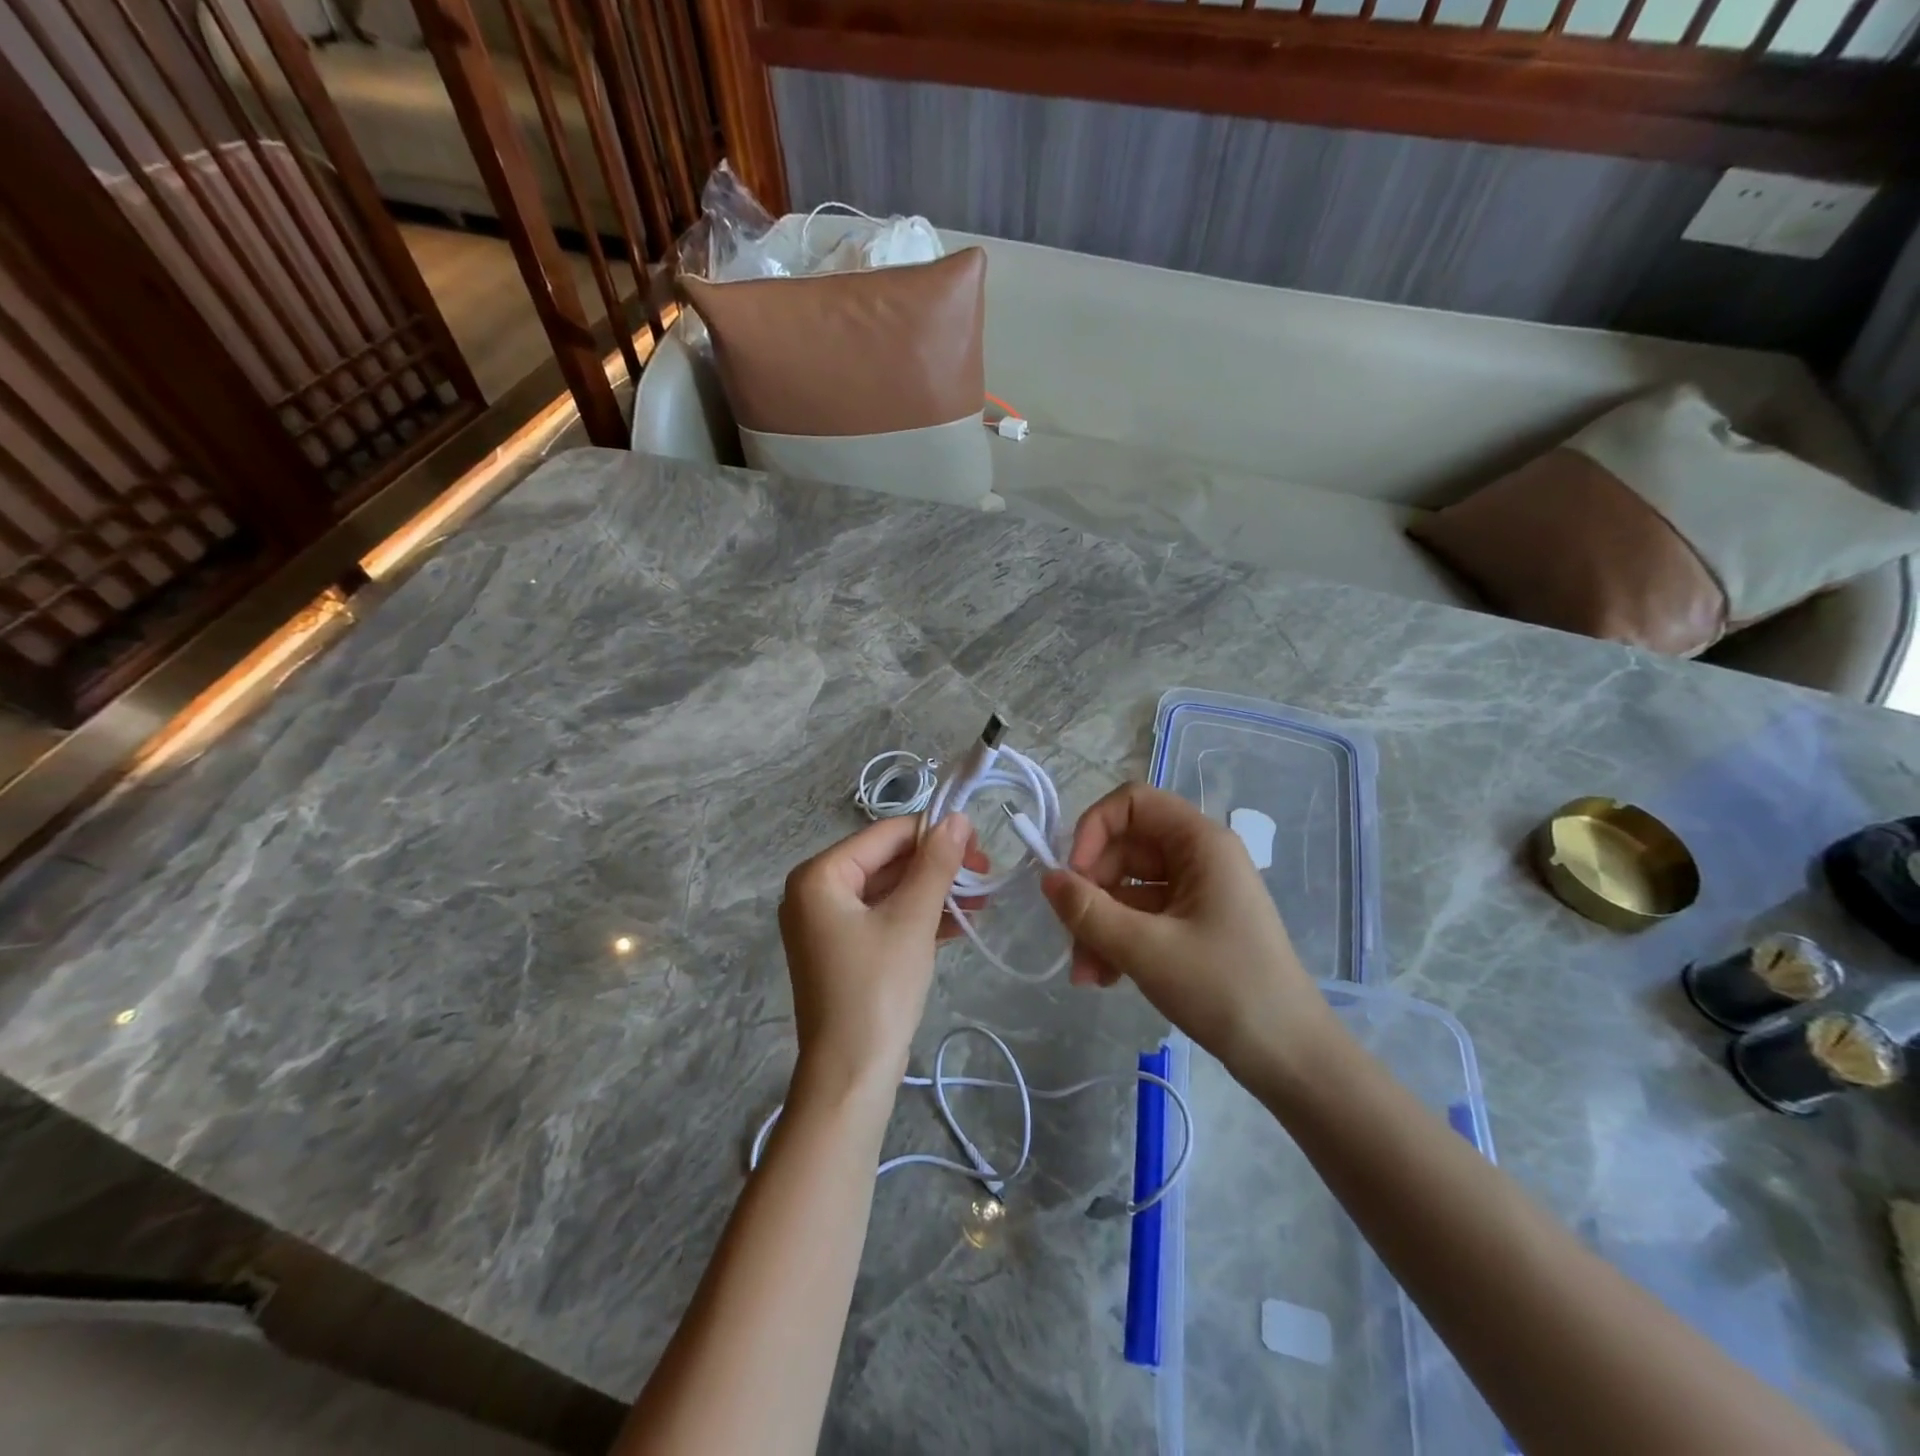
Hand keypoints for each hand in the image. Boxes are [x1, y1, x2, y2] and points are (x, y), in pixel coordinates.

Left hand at [778, 813, 981, 1094]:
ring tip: (982, 898)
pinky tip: (962, 922)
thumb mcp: (912, 920)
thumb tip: (956, 818)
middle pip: (887, 861)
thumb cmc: (878, 989)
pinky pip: (885, 918)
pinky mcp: (844, 950)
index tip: (980, 841)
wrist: (851, 1076)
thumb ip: (935, 864)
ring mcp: (828, 923)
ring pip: (889, 891)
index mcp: (820, 876)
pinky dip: (919, 917)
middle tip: (985, 872)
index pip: (885, 835)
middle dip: (938, 866)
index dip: (934, 832)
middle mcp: (816, 892)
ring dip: (934, 892)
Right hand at [1040, 783, 1330, 1078]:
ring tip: (1085, 974)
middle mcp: (1199, 857)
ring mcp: (1197, 892)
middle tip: (1071, 935)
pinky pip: (1142, 916)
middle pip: (1124, 849)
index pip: (1133, 802)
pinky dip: (1118, 939)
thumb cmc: (1225, 989)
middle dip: (1091, 891)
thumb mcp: (1147, 949)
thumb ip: (1089, 911)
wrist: (1290, 1057)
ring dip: (1099, 924)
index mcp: (1200, 843)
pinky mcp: (1193, 924)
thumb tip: (1047, 878)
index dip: (1094, 828)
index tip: (1073, 874)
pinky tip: (1104, 978)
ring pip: (1128, 887)